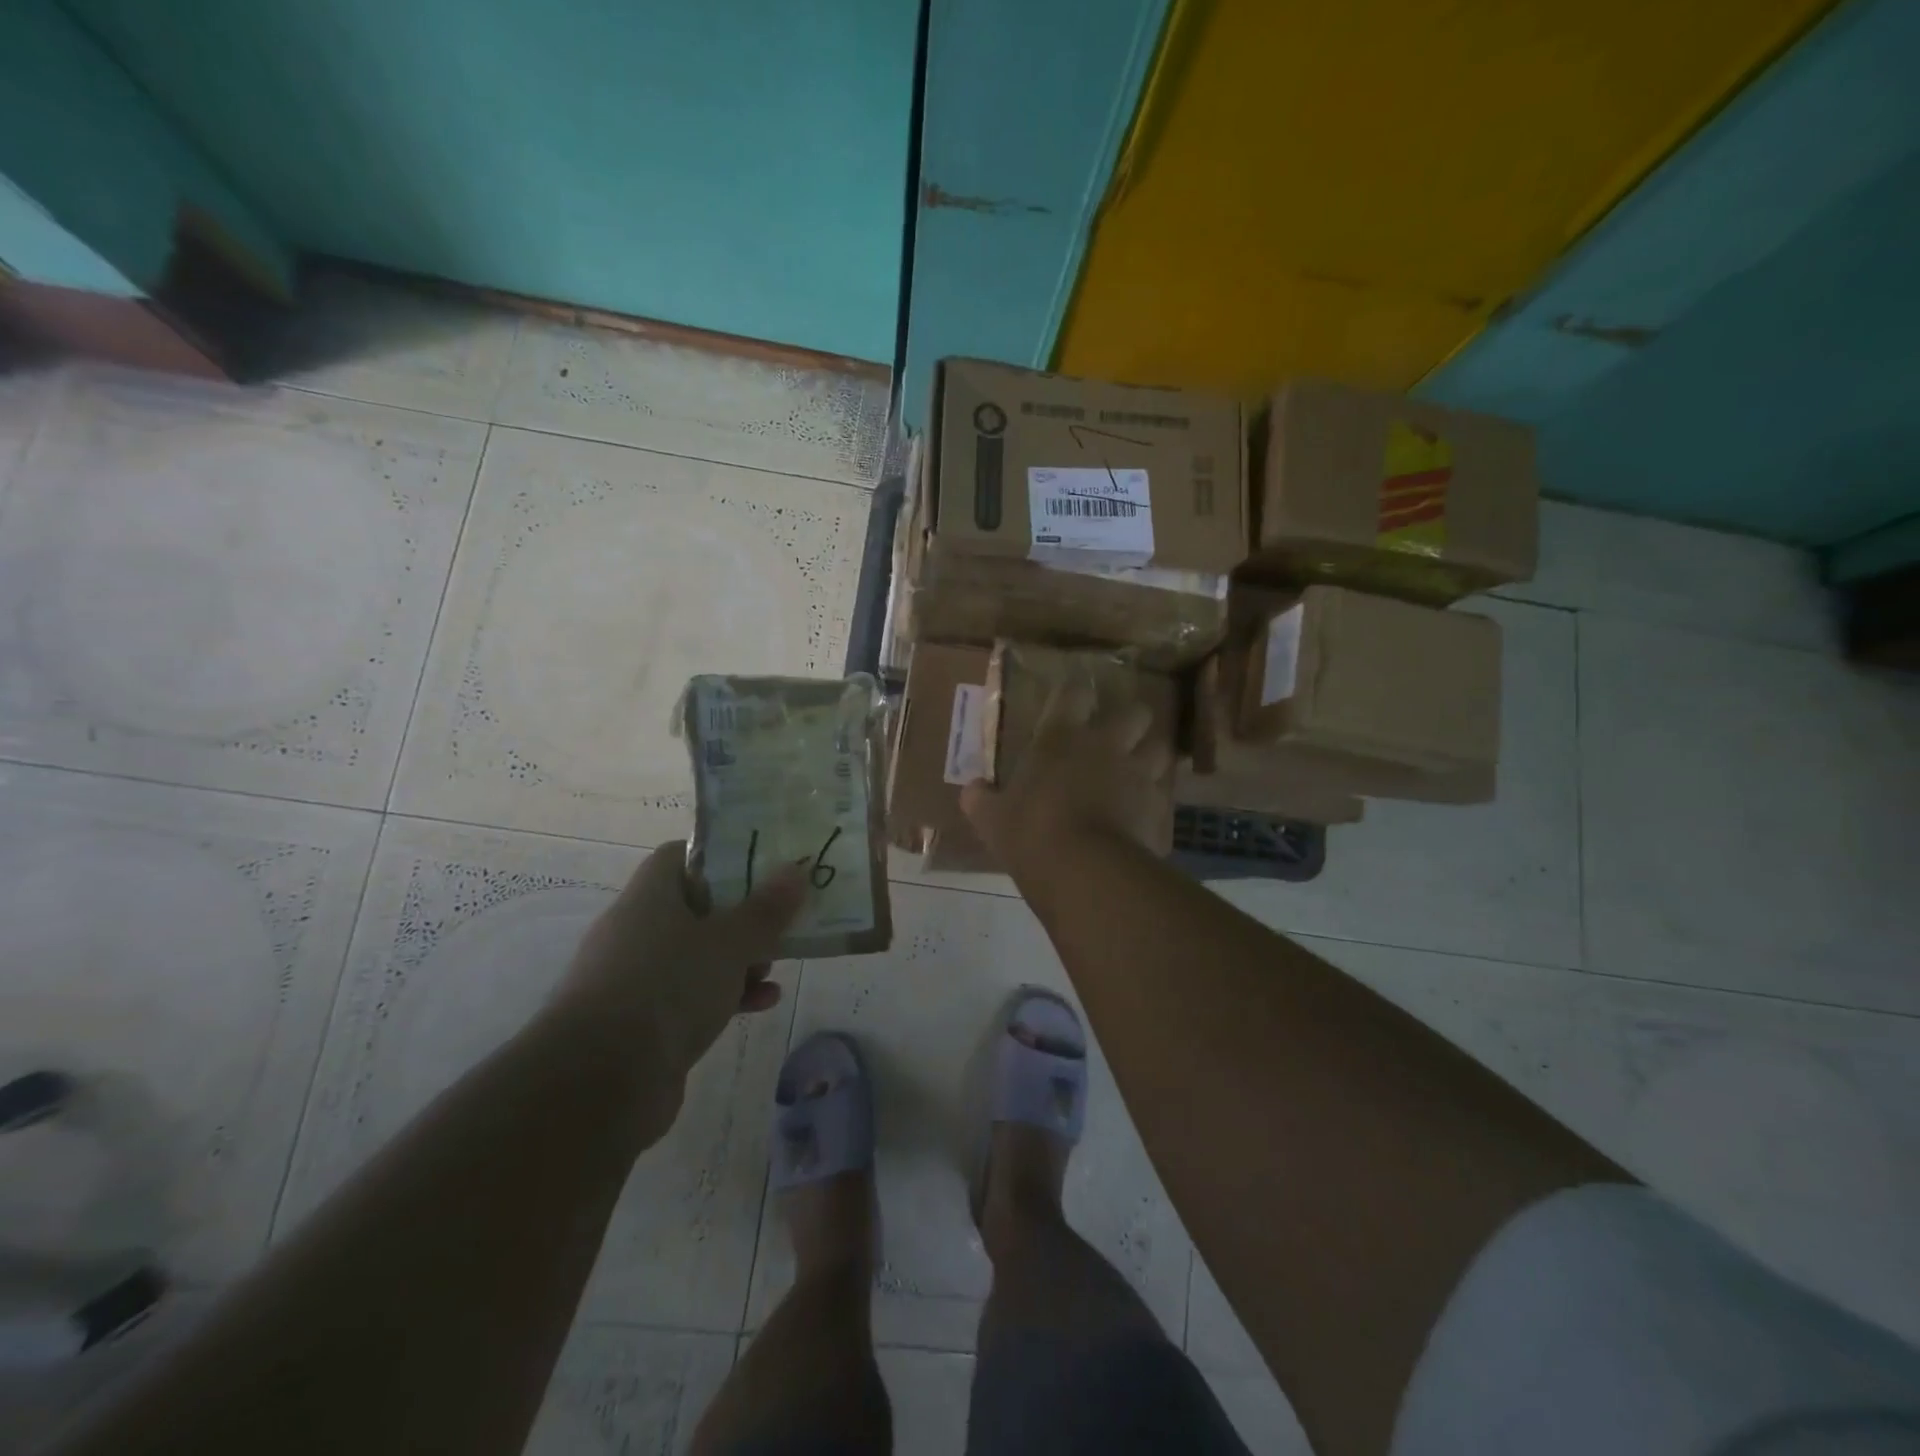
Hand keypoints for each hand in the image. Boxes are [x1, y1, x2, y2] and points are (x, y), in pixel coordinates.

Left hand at [553, 841, 805, 1096]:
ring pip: (696, 955)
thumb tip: (795, 870)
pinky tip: (763, 1003)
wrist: (600, 1083)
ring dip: (738, 959)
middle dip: (741, 915)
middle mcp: (636, 931)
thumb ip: (766, 908)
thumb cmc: (668, 988)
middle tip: (779, 919)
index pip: (681, 856)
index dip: (721, 857)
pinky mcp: (643, 1023)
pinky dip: (726, 996)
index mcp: (649, 897)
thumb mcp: (730, 942)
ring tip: (774, 966)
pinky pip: (691, 996)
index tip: (762, 866)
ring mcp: (636, 979)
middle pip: (695, 907)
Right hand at [961, 678, 1173, 863]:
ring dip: (1151, 756)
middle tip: (1118, 735)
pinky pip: (1161, 796)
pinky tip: (1142, 814)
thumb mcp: (992, 819)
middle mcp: (1106, 746)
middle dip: (1132, 720)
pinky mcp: (1156, 809)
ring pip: (1160, 750)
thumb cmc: (1031, 832)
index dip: (1076, 695)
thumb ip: (981, 800)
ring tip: (1139, 770)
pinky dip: (1154, 801)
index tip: (1072, 702)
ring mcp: (1137, 775)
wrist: (1085, 870)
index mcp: (1061, 738)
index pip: (1075, 694)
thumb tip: (972, 789)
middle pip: (1137, 713)